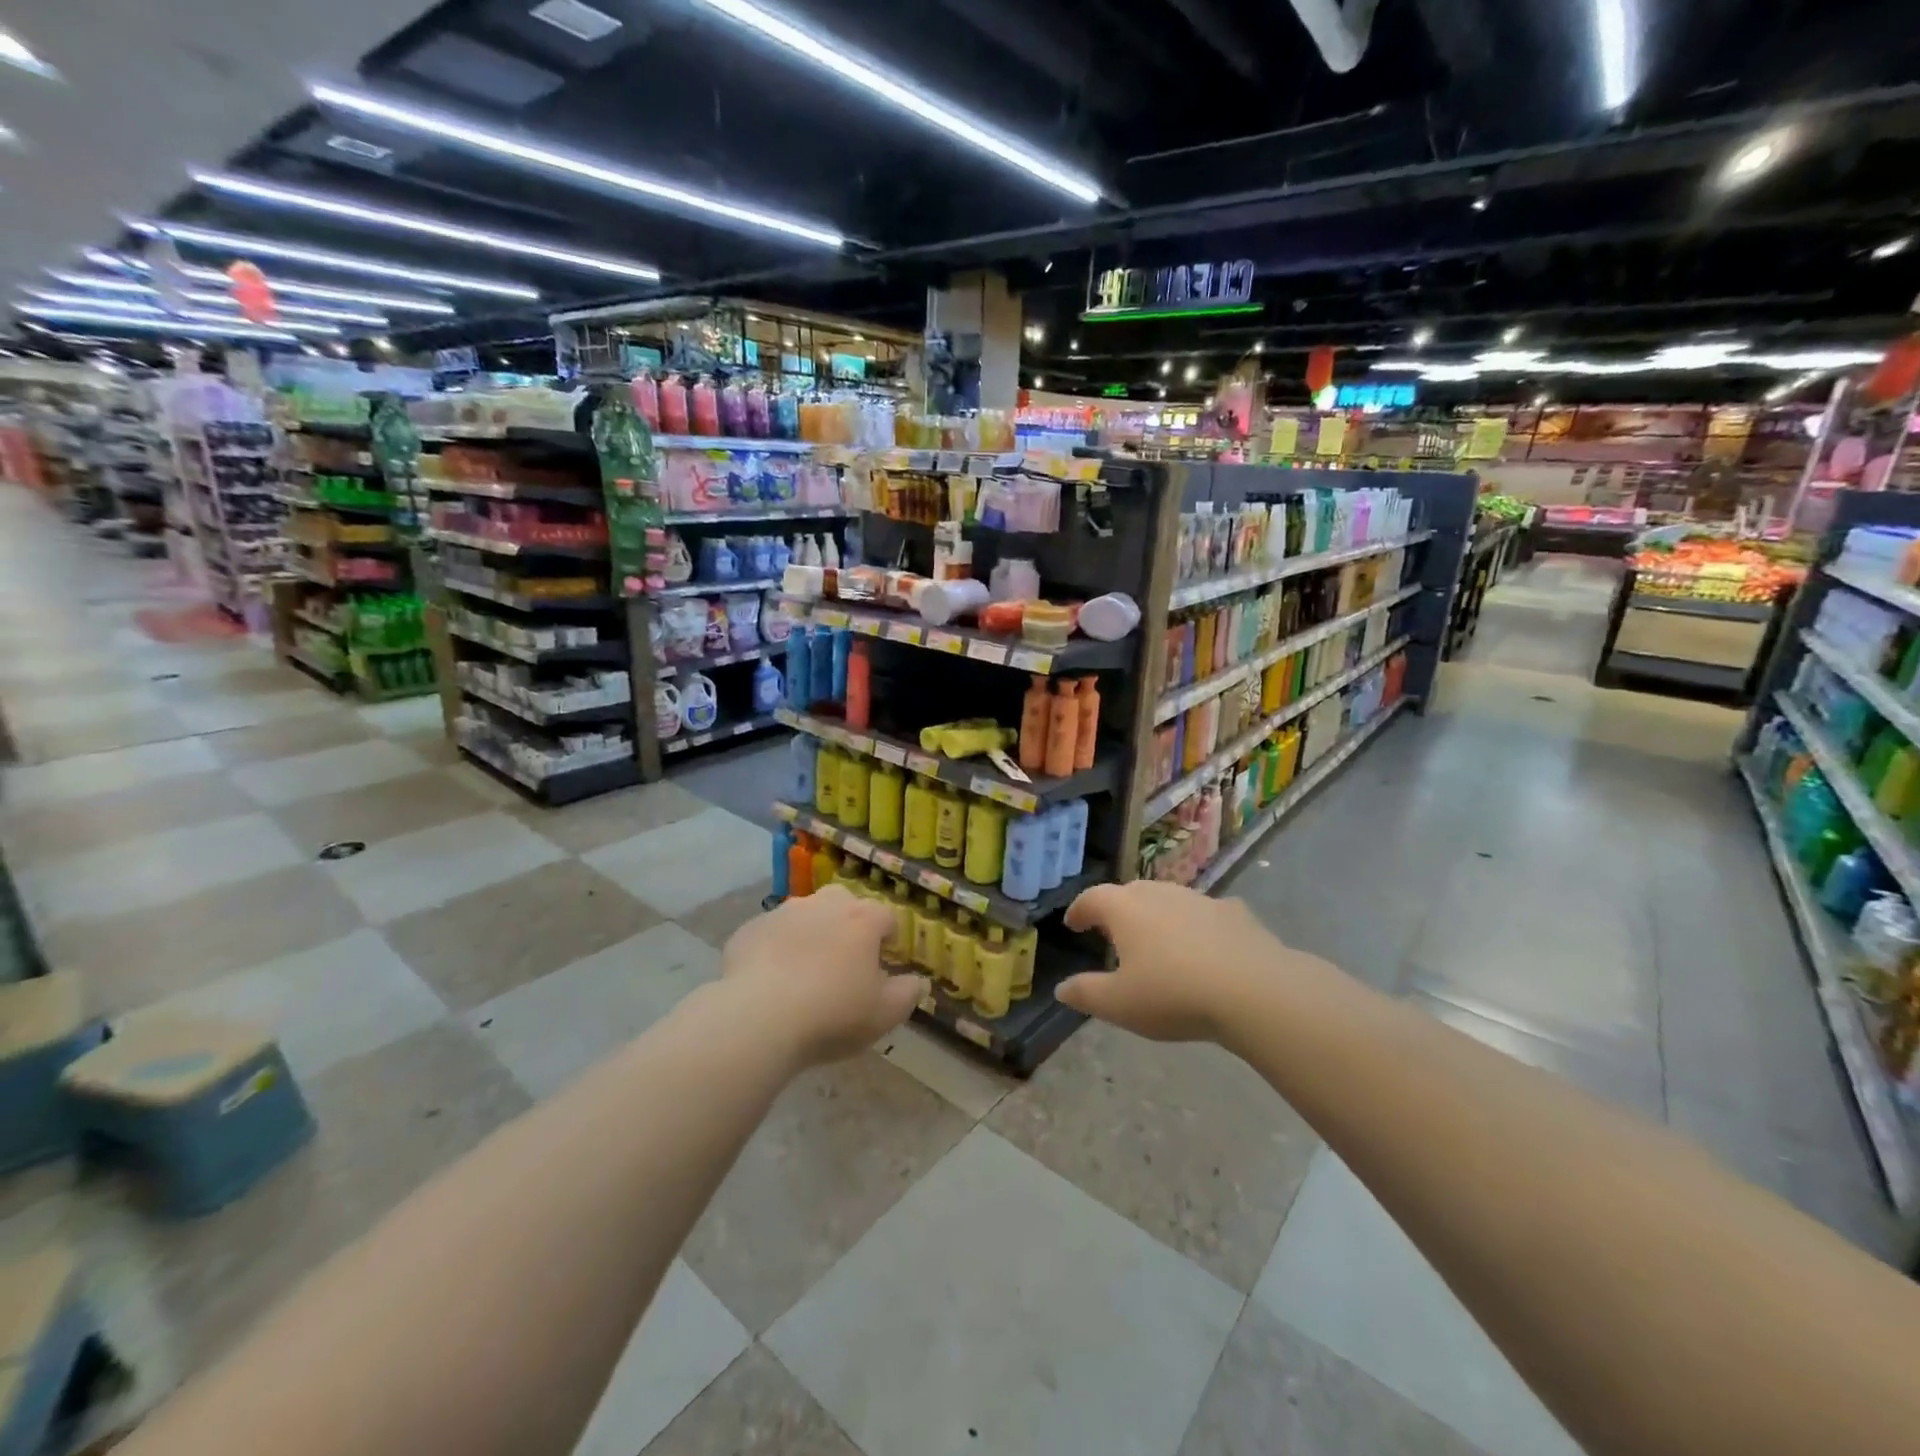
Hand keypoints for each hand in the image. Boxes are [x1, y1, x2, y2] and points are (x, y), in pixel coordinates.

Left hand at [722, 886, 925, 1065]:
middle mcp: (823, 905)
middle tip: (846, 961)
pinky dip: (775, 949)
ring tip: (805, 971)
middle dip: (849, 924)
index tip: (885, 962)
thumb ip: (907, 994)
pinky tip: (771, 980)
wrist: (757, 1019)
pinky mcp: (749, 930)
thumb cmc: (832, 1014)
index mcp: (862, 919)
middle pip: (844, 903)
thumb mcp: (884, 1014)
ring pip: (804, 915)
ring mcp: (782, 913)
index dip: (889, 938)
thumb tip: (918, 982)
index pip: (887, 917)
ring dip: (810, 933)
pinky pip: (771, 934)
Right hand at [1057, 881, 1307, 1042]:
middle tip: (1112, 931)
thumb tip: (1062, 989)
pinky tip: (1206, 946)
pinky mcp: (1235, 913)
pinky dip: (1198, 925)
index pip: (1092, 899)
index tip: (1073, 923)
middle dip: (1118, 909)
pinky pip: (1207, 914)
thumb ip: (1086, 993)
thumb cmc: (1173, 994)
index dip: (1079, 910)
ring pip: (1169, 899)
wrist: (1253, 990)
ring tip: (1158, 940)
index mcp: (1125, 909)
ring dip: (1158, 915)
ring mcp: (1200, 900)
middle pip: (1130, 892)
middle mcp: (1159, 894)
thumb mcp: (1119, 1005)